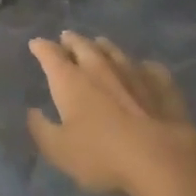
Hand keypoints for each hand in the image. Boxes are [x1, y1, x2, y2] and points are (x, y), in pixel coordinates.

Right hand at [27, 33, 195, 195]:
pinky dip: (142, 66)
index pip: (50, 54)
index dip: (41, 47)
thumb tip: (33, 111)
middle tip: (66, 38)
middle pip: (82, 45)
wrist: (161, 158)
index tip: (36, 44)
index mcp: (70, 80)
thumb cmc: (102, 155)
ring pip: (114, 50)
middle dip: (71, 40)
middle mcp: (99, 67)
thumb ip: (41, 129)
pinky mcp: (162, 84)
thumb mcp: (59, 150)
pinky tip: (144, 69)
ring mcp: (133, 72)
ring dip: (103, 46)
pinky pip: (149, 68)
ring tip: (99, 44)